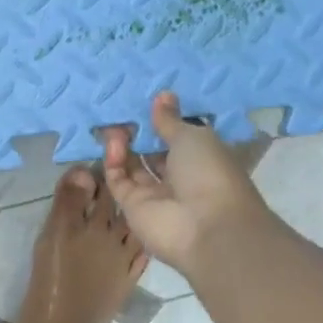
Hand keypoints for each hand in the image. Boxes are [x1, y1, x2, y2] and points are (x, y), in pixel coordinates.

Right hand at [102, 91, 269, 278]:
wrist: (207, 227)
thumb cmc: (209, 173)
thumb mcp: (193, 137)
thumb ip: (171, 120)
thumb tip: (163, 95)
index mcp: (201, 159)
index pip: (177, 138)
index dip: (161, 122)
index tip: (145, 102)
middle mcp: (178, 178)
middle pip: (151, 152)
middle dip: (137, 133)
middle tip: (121, 111)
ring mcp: (154, 194)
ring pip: (132, 166)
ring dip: (123, 144)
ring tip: (113, 123)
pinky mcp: (132, 207)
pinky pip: (119, 180)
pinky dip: (114, 161)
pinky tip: (113, 142)